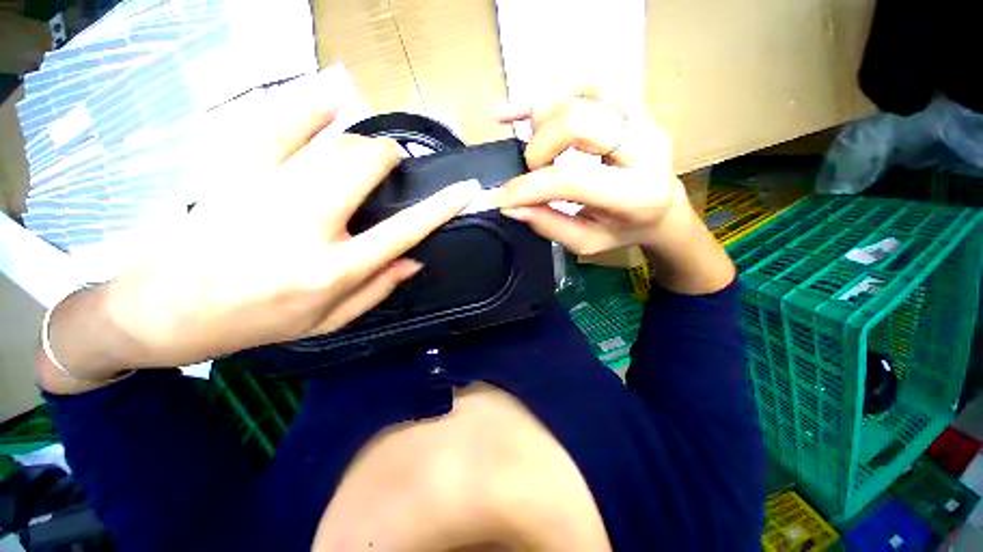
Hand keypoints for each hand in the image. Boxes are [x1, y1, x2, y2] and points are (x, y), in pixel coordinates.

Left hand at [43, 71, 481, 384]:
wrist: (166, 311)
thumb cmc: (257, 321)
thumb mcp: (329, 322)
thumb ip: (378, 289)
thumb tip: (415, 258)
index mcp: (331, 270)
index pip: (402, 231)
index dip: (440, 207)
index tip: (464, 188)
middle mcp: (301, 227)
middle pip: (362, 168)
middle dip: (389, 157)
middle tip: (394, 165)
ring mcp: (259, 193)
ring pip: (325, 141)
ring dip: (358, 137)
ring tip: (369, 146)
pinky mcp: (227, 171)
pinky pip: (270, 121)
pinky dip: (305, 105)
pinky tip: (326, 101)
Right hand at [492, 87, 687, 254]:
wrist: (662, 209)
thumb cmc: (622, 231)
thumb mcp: (585, 242)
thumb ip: (548, 224)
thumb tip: (511, 205)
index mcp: (636, 194)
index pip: (571, 179)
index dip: (527, 186)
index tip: (499, 197)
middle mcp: (647, 146)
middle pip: (578, 120)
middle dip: (540, 146)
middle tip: (535, 169)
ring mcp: (644, 117)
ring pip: (584, 92)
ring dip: (547, 118)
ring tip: (540, 147)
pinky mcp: (634, 103)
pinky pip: (589, 84)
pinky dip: (555, 97)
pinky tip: (535, 115)